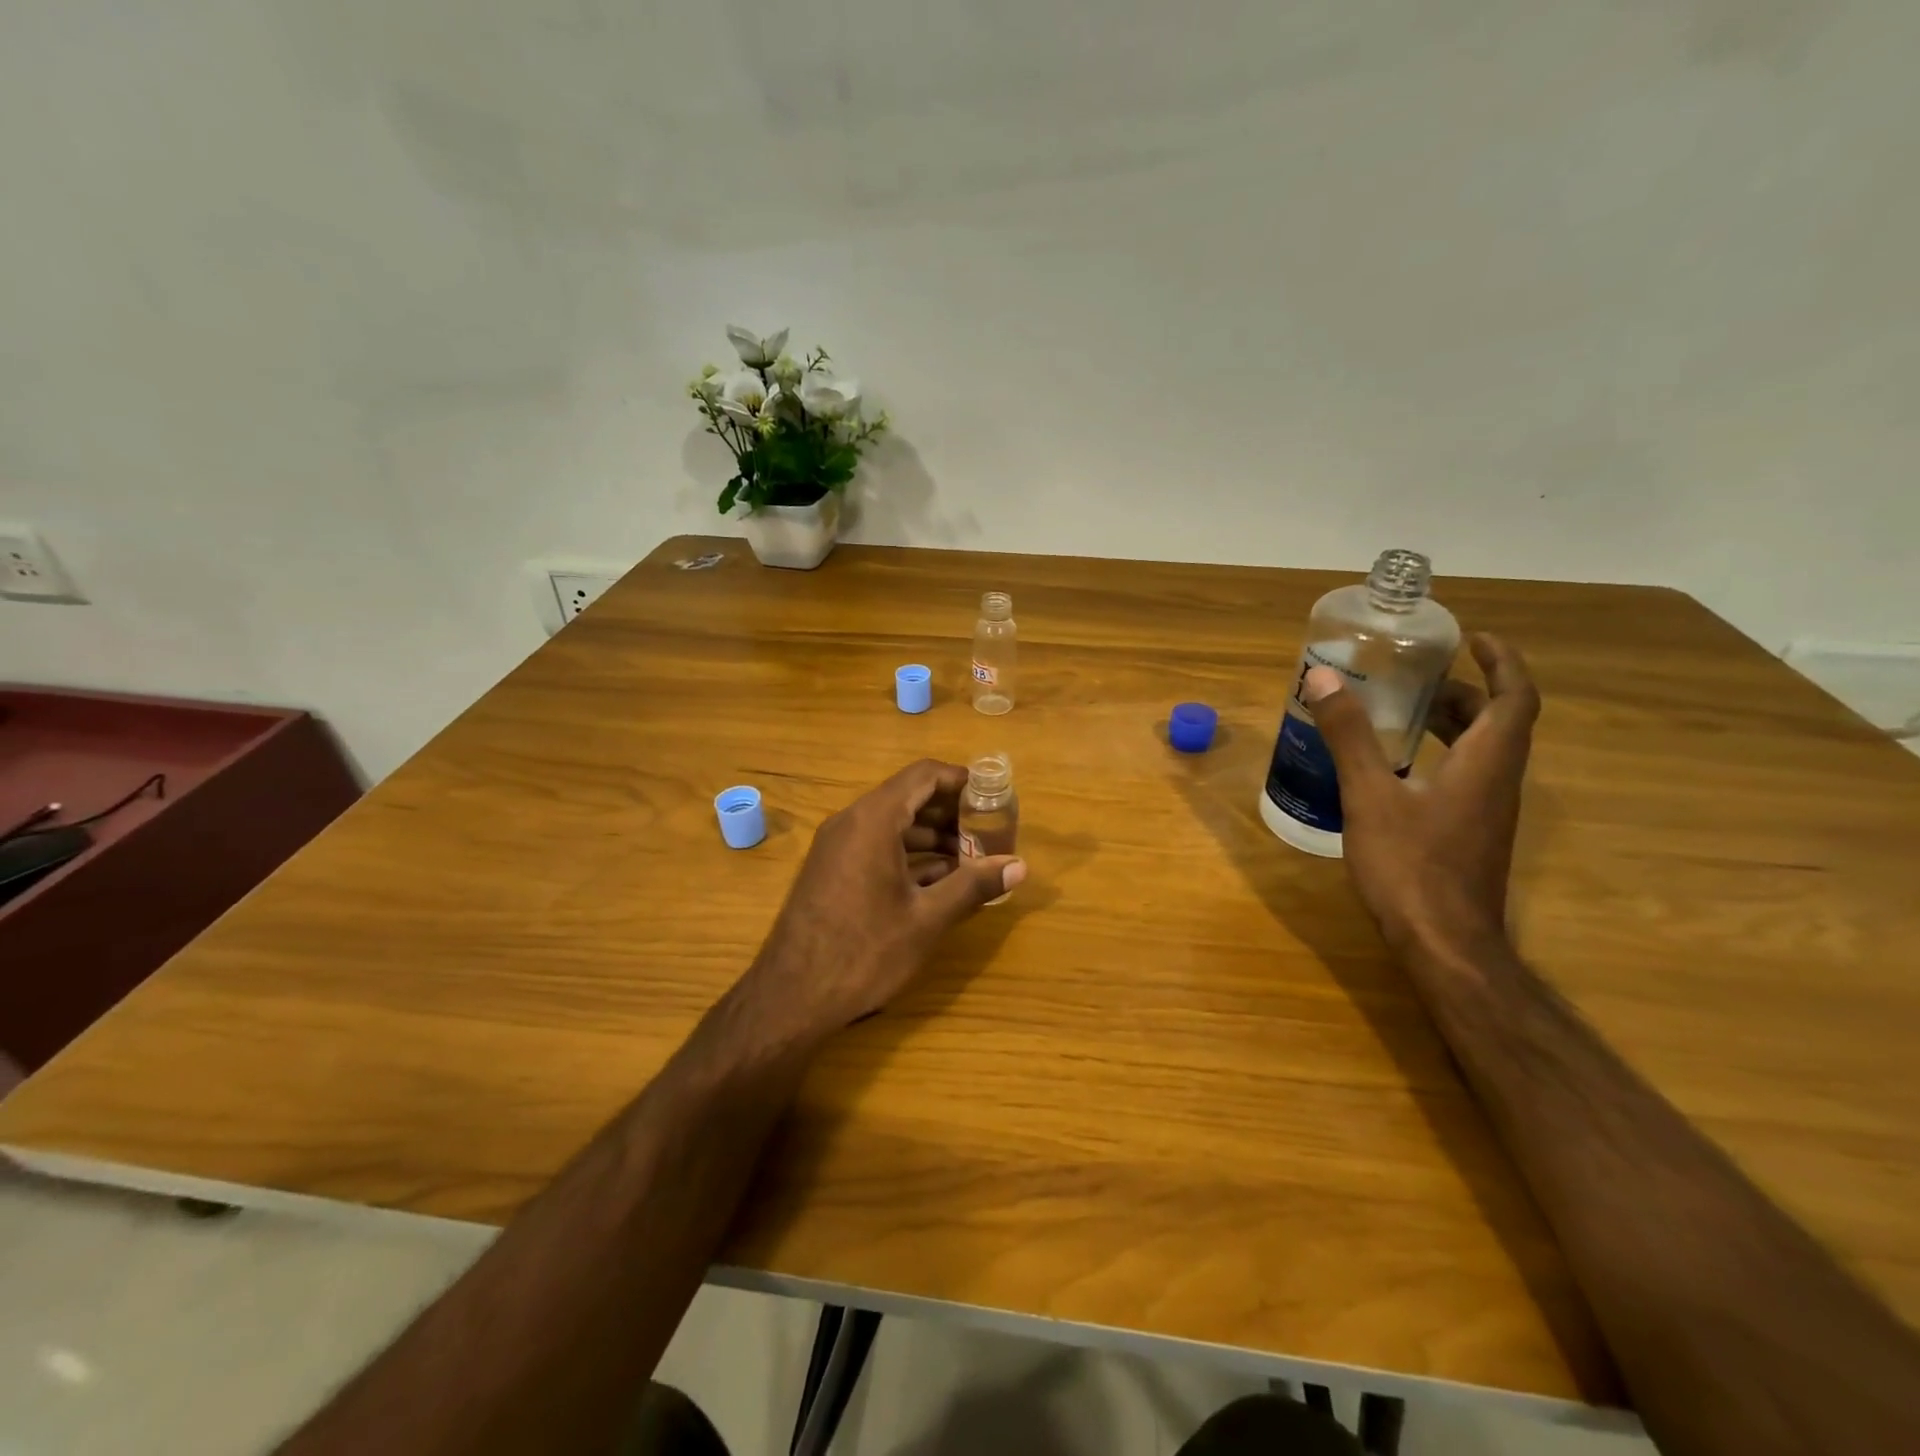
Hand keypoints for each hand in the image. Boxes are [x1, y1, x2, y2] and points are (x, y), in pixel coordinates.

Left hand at [747, 759, 1025, 1033]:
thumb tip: (1020, 866)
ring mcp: (836, 845)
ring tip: (972, 861)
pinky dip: (908, 854)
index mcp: (874, 820)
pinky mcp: (831, 869)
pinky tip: (938, 881)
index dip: (962, 782)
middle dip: (951, 812)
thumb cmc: (864, 952)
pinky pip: (876, 845)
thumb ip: (973, 886)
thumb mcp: (927, 919)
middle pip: (909, 796)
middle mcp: (851, 821)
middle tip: (989, 834)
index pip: (924, 775)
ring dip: (932, 836)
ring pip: (893, 823)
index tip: (993, 800)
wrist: (790, 997)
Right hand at [1303, 633, 1540, 959]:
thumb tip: (1322, 678)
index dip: (1502, 661)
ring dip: (1450, 724)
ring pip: (1481, 752)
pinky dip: (1438, 756)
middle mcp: (1497, 782)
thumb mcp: (1369, 795)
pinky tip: (1393, 769)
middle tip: (1416, 675)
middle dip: (1463, 690)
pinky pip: (1464, 777)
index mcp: (1486, 762)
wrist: (1444, 945)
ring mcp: (1486, 812)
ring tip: (1401, 712)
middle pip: (1497, 722)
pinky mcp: (1470, 835)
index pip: (1514, 697)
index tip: (1472, 638)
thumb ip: (1349, 736)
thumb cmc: (1411, 865)